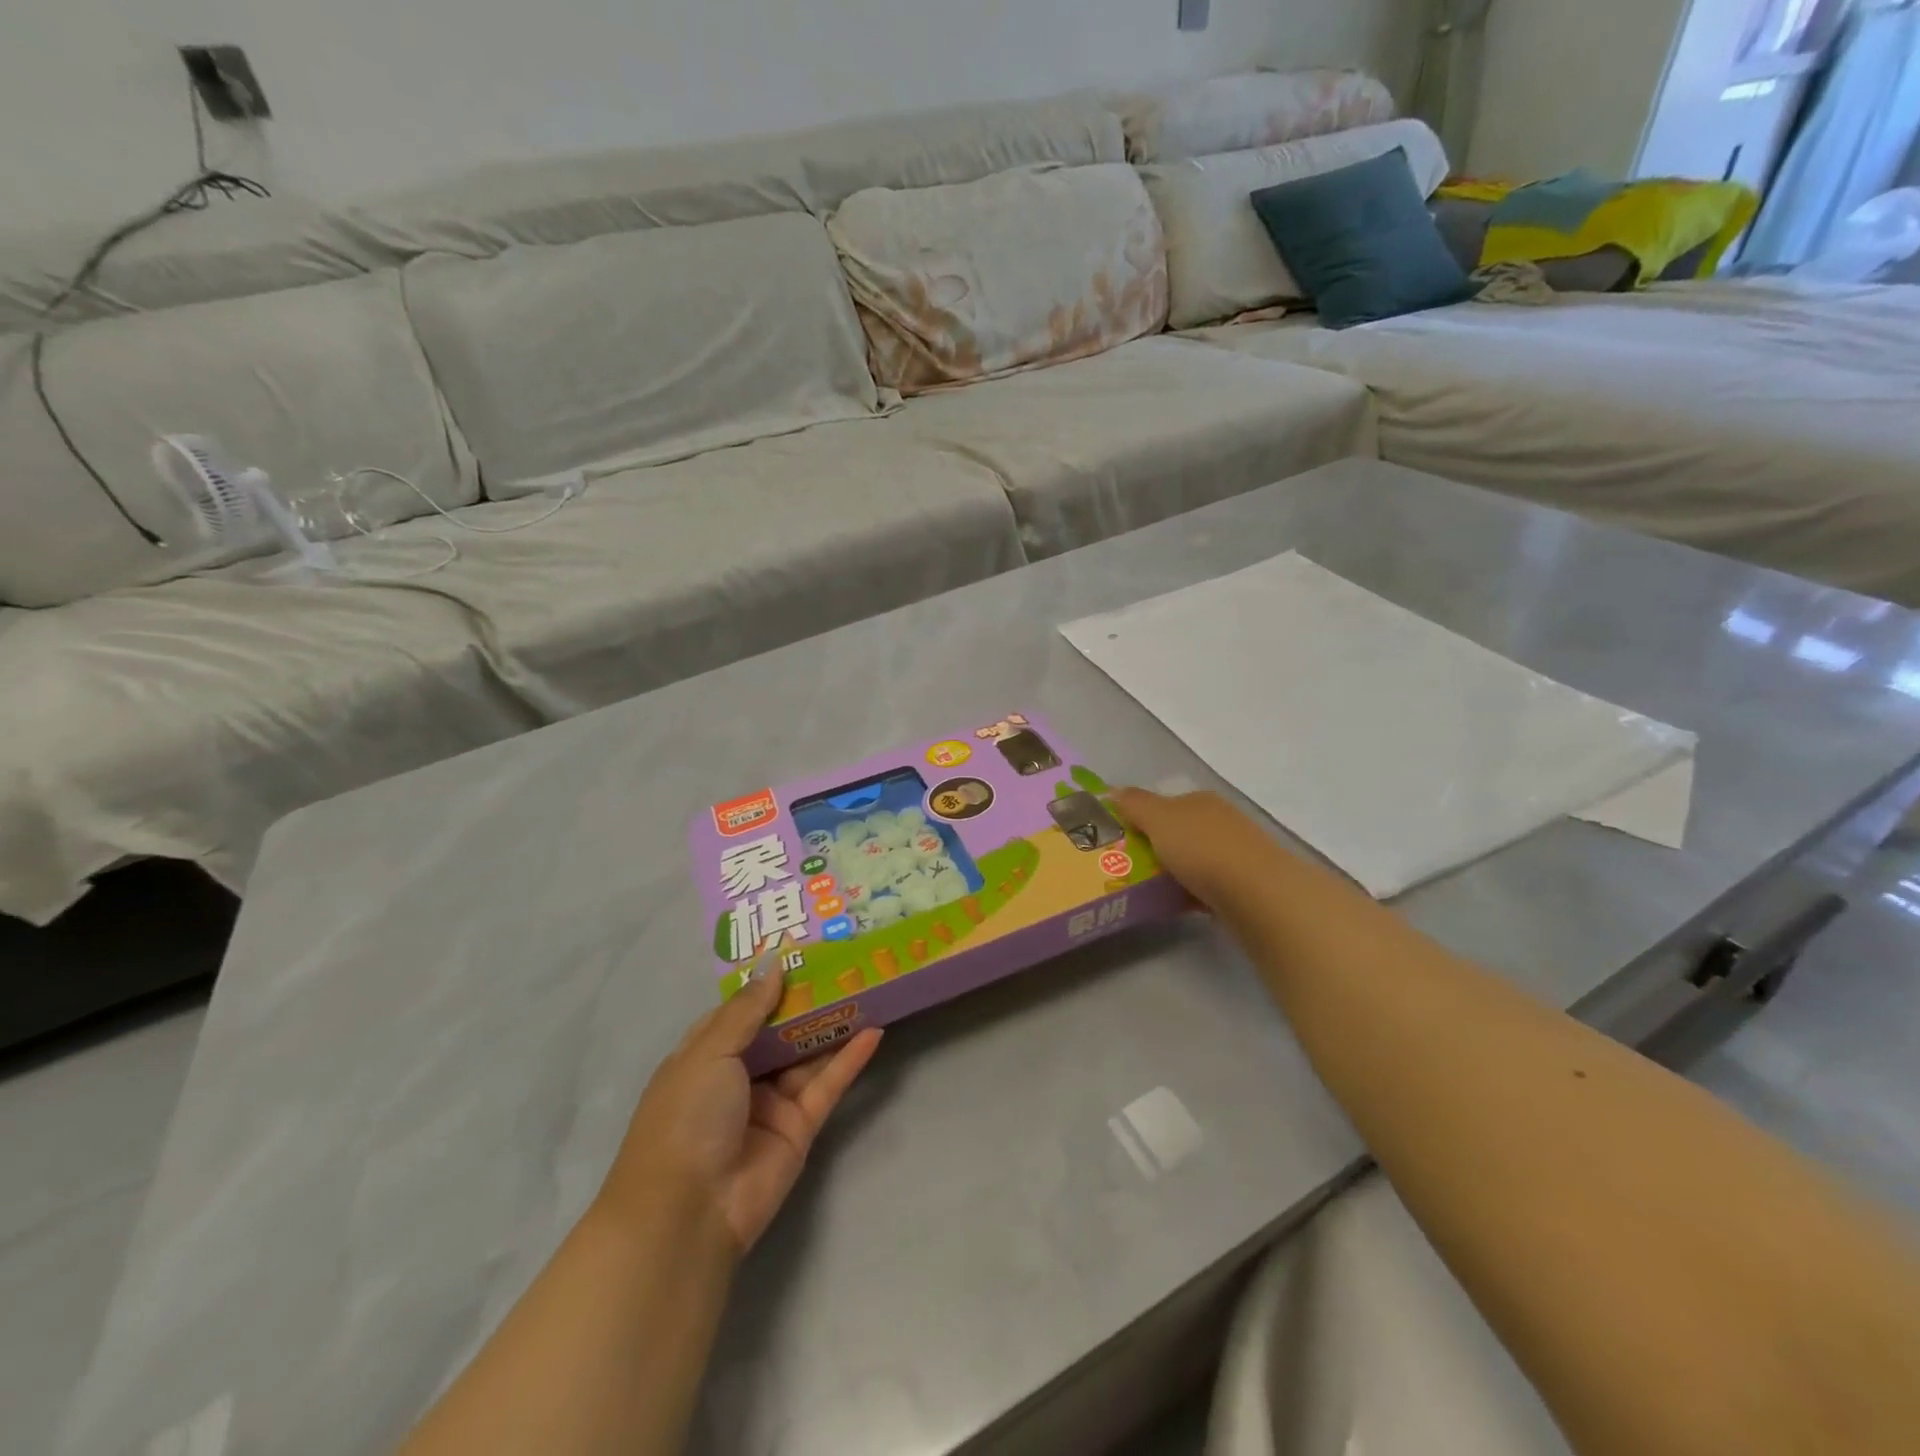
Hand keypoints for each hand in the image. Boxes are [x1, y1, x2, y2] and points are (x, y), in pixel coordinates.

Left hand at [601, 950, 883, 1254]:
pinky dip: (850, 1059)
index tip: (800, 951)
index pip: (741, 1010)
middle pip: (780, 1029)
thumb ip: (748, 1009)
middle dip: (808, 999)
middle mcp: (739, 1075)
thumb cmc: (686, 1116)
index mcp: (706, 1054)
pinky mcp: (800, 1128)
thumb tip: (774, 965)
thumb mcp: (710, 1051)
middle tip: (844, 962)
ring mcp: (771, 1102)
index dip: (768, 983)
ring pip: (808, 1054)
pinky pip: (828, 1085)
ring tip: (867, 987)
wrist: (688, 1211)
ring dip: (833, 1024)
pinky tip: (874, 1032)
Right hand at [1113, 787, 1286, 914]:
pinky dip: (1189, 894)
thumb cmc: (1201, 848)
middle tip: (1125, 868)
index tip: (1119, 840)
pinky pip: (1206, 886)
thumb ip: (1134, 803)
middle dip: (1154, 848)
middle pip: (1178, 832)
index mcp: (1200, 801)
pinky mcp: (1243, 885)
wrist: (1257, 894)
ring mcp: (1235, 853)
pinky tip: (1175, 906)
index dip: (1139, 819)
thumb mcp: (1158, 818)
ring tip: (1145, 890)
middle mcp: (1220, 820)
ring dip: (1171, 873)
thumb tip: (1114, 791)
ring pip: (1192, 860)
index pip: (1163, 804)